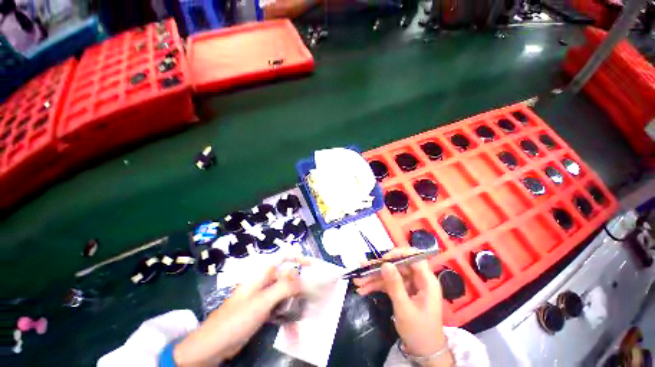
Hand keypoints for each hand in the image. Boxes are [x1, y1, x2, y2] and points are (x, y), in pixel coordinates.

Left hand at [173, 259, 306, 366]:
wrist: (214, 344)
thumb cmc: (237, 318)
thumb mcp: (262, 301)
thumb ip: (283, 288)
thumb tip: (303, 279)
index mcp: (262, 273)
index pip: (283, 256)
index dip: (298, 257)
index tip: (311, 265)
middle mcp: (264, 281)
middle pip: (286, 275)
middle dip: (299, 283)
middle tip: (312, 293)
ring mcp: (263, 295)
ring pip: (284, 291)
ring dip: (294, 298)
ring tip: (305, 309)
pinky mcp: (262, 309)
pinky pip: (279, 305)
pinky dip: (287, 310)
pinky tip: (293, 322)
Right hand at [353, 249, 453, 365]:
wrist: (423, 353)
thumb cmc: (419, 332)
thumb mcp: (404, 308)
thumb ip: (394, 284)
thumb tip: (385, 263)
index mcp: (426, 281)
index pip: (414, 257)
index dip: (398, 254)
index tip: (382, 260)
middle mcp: (418, 279)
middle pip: (397, 265)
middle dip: (379, 268)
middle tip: (363, 269)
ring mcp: (409, 285)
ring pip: (390, 274)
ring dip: (374, 278)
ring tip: (358, 281)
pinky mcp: (403, 291)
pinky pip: (388, 284)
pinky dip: (376, 286)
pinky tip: (363, 289)